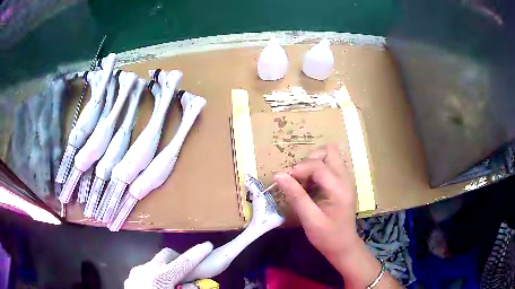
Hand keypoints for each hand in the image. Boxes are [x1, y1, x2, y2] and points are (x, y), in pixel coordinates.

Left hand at [124, 242, 214, 288]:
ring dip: (167, 268)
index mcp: (159, 277)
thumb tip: (193, 284)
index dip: (197, 253)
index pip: (183, 262)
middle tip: (189, 270)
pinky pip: (146, 271)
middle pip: (167, 255)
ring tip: (172, 283)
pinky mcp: (130, 278)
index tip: (208, 245)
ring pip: (155, 263)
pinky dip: (156, 275)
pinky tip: (157, 287)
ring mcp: (136, 273)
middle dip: (180, 259)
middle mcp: (146, 270)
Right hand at [274, 144, 402, 288]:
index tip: (283, 179)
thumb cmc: (327, 237)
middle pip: (328, 151)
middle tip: (297, 178)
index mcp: (339, 188)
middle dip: (308, 160)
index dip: (298, 168)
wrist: (343, 246)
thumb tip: (278, 175)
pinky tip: (311, 186)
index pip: (317, 165)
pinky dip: (317, 169)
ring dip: (313, 163)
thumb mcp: (310, 219)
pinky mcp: (342, 183)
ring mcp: (345, 179)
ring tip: (303, 182)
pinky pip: (330, 165)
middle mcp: (345, 178)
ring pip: (329, 155)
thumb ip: (296, 196)